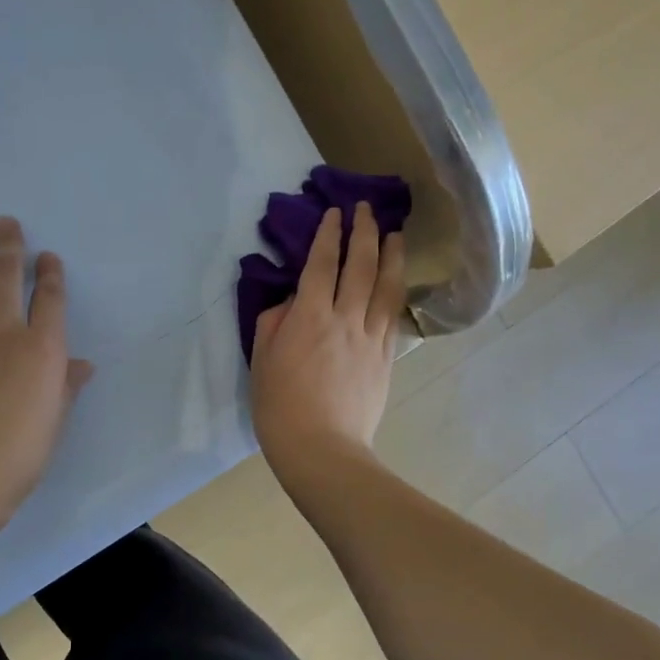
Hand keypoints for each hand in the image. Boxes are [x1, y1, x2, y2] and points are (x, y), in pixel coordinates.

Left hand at [0, 216, 92, 519]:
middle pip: (5, 279)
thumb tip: (82, 365)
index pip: (49, 299)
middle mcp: (4, 334)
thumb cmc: (22, 452)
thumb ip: (66, 385)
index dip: (50, 274)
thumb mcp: (55, 418)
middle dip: (8, 247)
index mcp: (43, 349)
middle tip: (4, 222)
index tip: (47, 257)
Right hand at [250, 202, 405, 478]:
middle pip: (361, 267)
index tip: (335, 213)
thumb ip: (275, 322)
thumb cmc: (280, 407)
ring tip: (395, 234)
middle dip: (364, 233)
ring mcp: (370, 338)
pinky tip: (397, 282)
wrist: (322, 449)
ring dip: (391, 255)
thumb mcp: (262, 360)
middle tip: (367, 209)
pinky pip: (392, 316)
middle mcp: (345, 319)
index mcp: (310, 317)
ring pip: (386, 287)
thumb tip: (292, 301)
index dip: (329, 236)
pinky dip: (396, 291)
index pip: (322, 265)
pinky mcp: (385, 358)